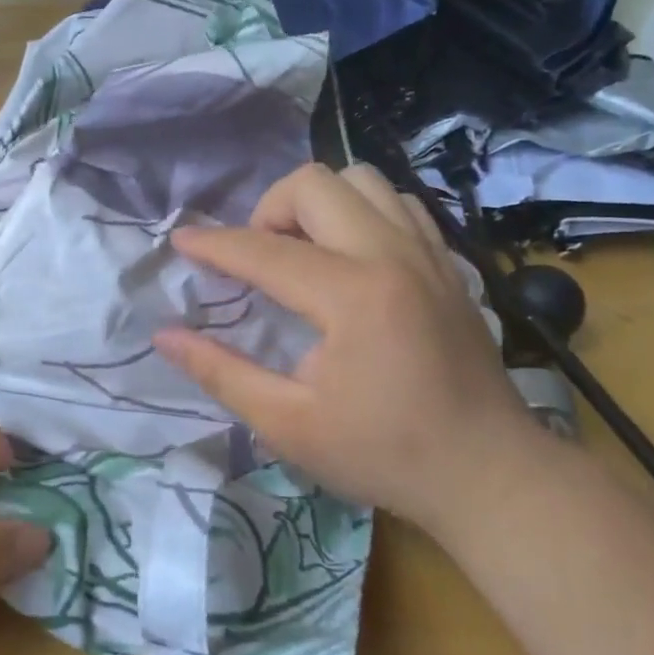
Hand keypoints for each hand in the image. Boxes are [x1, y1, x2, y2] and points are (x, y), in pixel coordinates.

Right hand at [153, 163, 545, 531]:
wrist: (488, 474)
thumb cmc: (382, 454)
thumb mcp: (287, 424)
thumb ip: (221, 373)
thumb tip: (165, 337)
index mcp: (352, 296)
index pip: (263, 249)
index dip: (213, 244)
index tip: (180, 242)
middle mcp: (392, 255)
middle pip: (315, 183)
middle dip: (268, 210)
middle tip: (257, 260)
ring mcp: (429, 253)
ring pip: (363, 180)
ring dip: (318, 204)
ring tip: (302, 252)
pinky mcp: (449, 263)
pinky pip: (399, 203)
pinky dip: (362, 212)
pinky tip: (350, 257)